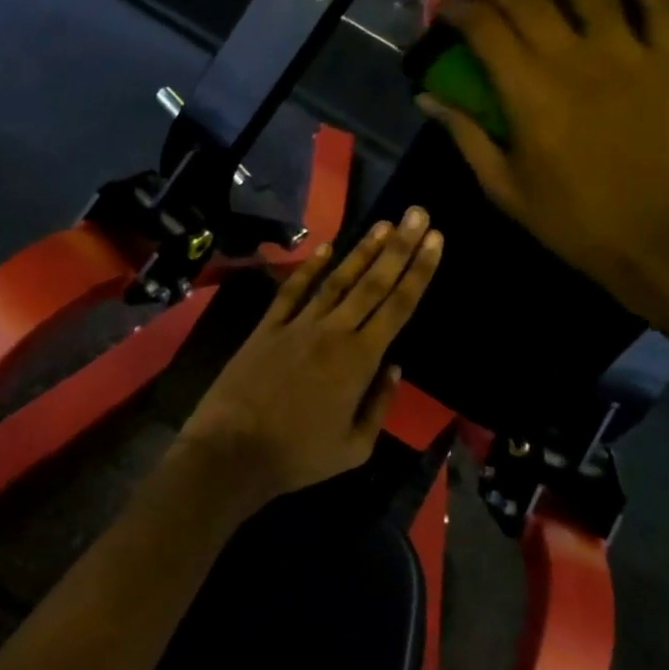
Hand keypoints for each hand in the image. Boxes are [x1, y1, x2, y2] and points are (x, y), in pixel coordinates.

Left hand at [178, 208, 443, 505]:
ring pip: (336, 280)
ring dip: (362, 251)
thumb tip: (394, 368)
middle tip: (418, 213)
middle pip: (373, 283)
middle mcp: (333, 332)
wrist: (233, 452)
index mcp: (360, 360)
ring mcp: (297, 325)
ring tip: (384, 224)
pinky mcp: (267, 328)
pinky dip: (309, 268)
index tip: (435, 240)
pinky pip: (292, 291)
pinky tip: (326, 248)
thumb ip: (379, 404)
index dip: (419, 271)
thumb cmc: (299, 456)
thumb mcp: (355, 447)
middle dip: (399, 247)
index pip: (398, 306)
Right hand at [418, 0, 668, 305]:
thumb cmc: (573, 222)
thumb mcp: (505, 189)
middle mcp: (572, 60)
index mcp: (528, 95)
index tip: (444, 2)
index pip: (484, 32)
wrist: (659, 239)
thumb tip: (427, 99)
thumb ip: (466, 137)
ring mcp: (627, 53)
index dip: (459, 9)